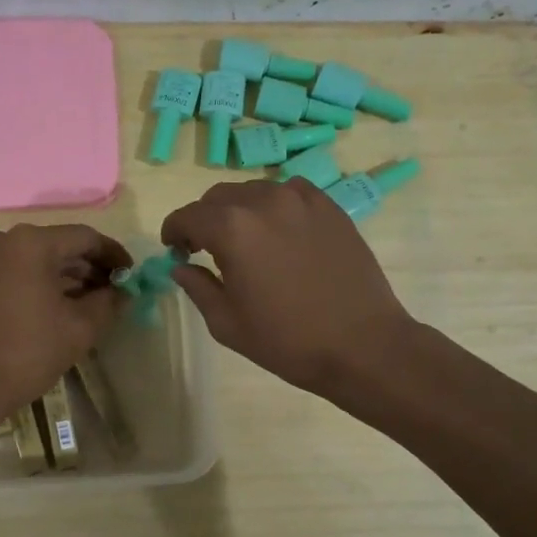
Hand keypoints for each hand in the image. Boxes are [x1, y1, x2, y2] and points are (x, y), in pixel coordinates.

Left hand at [0, 224, 131, 436]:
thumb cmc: (27, 353)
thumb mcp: (79, 328)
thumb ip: (109, 302)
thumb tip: (126, 291)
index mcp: (31, 242)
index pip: (86, 238)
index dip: (114, 255)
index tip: (133, 276)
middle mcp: (5, 239)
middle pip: (62, 245)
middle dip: (92, 267)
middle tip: (118, 291)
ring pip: (41, 259)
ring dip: (70, 277)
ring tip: (98, 302)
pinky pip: (21, 270)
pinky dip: (46, 283)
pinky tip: (67, 305)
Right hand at [161, 178, 414, 397]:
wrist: (363, 345)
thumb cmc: (288, 341)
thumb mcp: (227, 324)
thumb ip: (197, 287)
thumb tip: (181, 266)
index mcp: (232, 229)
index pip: (187, 216)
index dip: (173, 231)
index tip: (175, 249)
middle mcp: (263, 202)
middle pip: (218, 197)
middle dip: (204, 220)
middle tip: (206, 249)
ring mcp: (301, 199)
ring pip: (254, 191)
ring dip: (239, 210)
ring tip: (246, 241)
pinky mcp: (329, 206)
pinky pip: (289, 192)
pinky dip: (274, 206)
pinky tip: (280, 233)